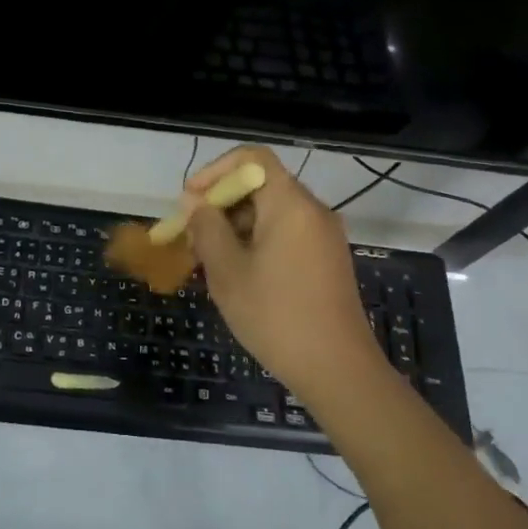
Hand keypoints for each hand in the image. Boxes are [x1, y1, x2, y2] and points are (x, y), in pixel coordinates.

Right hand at [183, 146, 392, 409]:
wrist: (338, 369)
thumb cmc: (276, 316)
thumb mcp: (228, 271)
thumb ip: (206, 228)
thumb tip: (194, 203)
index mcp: (291, 204)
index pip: (252, 158)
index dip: (215, 171)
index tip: (190, 200)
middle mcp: (313, 210)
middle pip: (261, 185)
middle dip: (220, 203)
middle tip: (191, 235)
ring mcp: (324, 236)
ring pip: (271, 212)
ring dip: (235, 225)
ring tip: (207, 259)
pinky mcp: (327, 259)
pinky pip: (285, 233)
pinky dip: (256, 241)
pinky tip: (237, 273)